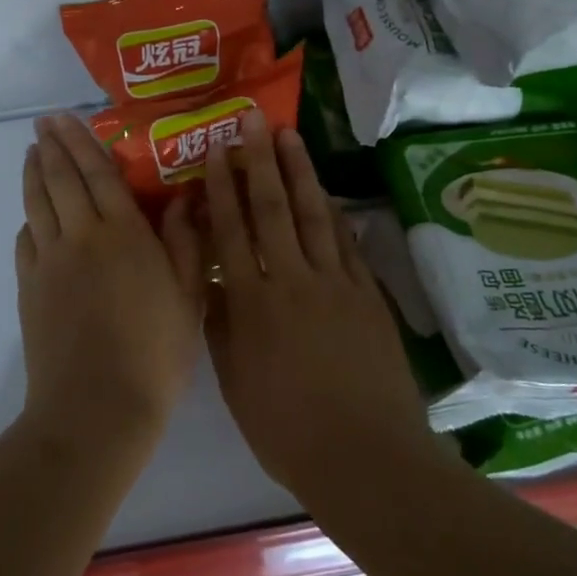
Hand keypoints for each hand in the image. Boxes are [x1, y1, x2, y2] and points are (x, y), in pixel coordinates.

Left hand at [15, 115, 204, 453]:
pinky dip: (28, 220)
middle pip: (61, 179)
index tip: (65, 118)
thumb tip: (182, 198)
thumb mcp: (188, 296)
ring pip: (37, 205)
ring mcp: (49, 262)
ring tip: (30, 154)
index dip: (81, 141)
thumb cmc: (155, 352)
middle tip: (42, 123)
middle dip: (51, 146)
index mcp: (122, 233)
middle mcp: (80, 236)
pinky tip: (31, 218)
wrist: (96, 407)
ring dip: (33, 175)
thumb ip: (184, 242)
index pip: (97, 173)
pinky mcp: (30, 288)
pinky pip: (26, 241)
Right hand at [203, 113, 433, 497]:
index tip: (217, 151)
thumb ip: (220, 324)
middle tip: (253, 119)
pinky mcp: (367, 296)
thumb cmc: (286, 428)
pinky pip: (346, 243)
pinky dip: (334, 213)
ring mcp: (335, 284)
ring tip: (289, 136)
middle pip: (273, 209)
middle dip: (260, 161)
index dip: (223, 188)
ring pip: (313, 215)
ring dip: (299, 172)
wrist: (365, 456)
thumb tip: (209, 279)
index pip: (232, 232)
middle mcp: (292, 281)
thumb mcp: (235, 380)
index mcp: (252, 304)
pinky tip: (326, 192)